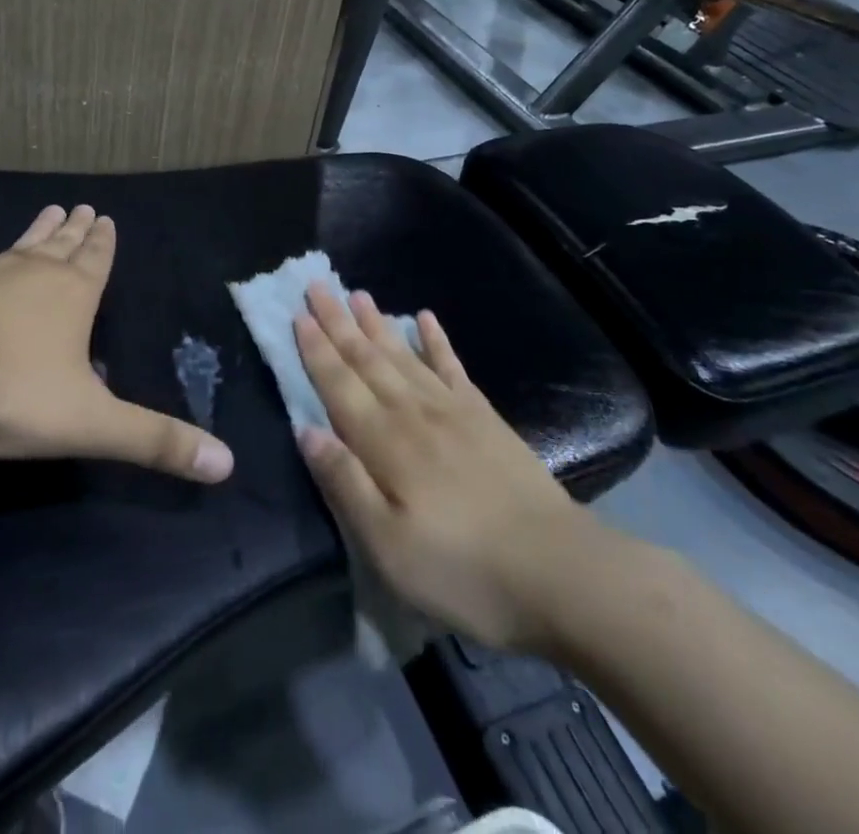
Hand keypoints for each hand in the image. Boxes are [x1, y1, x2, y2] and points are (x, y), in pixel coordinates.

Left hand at [0, 205, 233, 483]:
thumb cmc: (11, 395)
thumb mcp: (92, 425)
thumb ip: (156, 442)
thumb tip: (227, 465)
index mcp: (72, 297)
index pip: (97, 262)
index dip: (104, 243)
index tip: (107, 217)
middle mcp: (30, 275)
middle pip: (61, 247)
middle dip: (75, 231)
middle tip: (84, 206)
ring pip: (16, 247)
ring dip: (33, 231)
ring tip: (50, 207)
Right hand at [293, 286, 618, 651]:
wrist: (559, 572)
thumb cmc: (463, 569)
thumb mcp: (388, 546)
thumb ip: (344, 483)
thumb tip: (304, 430)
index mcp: (384, 442)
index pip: (339, 385)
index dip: (316, 349)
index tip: (298, 314)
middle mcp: (413, 413)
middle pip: (367, 359)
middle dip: (338, 322)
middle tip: (317, 286)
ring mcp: (452, 410)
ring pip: (403, 355)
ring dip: (376, 323)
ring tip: (357, 294)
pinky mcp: (485, 418)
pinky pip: (452, 367)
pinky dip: (436, 340)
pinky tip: (425, 318)